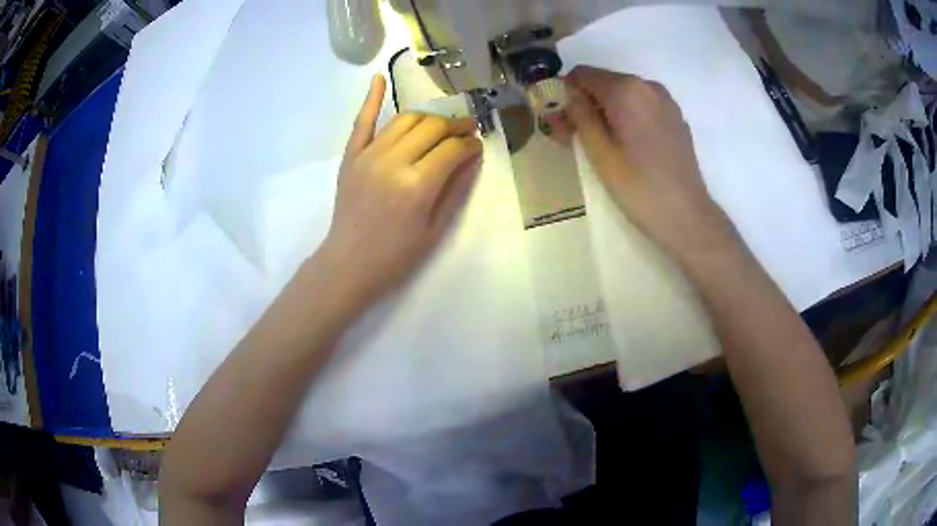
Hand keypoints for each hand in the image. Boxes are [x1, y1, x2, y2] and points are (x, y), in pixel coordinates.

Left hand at [317, 74, 482, 310]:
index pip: (453, 149)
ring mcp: (369, 155)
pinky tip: (379, 77)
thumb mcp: (435, 229)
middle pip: (432, 127)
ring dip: (428, 117)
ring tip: (441, 125)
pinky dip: (371, 97)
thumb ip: (456, 188)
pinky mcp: (351, 156)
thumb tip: (474, 156)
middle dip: (456, 125)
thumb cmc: (396, 255)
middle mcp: (394, 161)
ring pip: (406, 119)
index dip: (471, 144)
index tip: (478, 146)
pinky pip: (362, 121)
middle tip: (467, 130)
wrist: (349, 264)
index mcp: (418, 185)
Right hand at [552, 66, 733, 260]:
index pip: (582, 74)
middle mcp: (648, 85)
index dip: (564, 93)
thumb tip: (564, 92)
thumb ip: (578, 114)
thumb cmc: (639, 187)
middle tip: (573, 137)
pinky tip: (627, 145)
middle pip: (603, 82)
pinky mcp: (675, 117)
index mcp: (627, 90)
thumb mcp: (599, 152)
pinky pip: (642, 105)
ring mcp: (666, 100)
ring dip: (605, 110)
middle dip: (584, 103)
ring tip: (599, 144)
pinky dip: (626, 115)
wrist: (687, 216)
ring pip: (623, 94)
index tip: (559, 121)